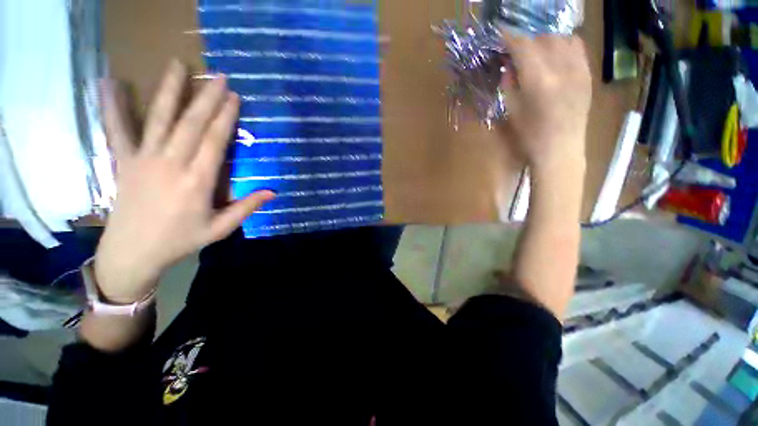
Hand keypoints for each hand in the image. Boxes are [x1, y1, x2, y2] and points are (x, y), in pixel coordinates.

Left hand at [95, 60, 274, 302]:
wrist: (132, 252)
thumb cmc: (180, 241)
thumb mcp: (220, 228)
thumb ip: (246, 207)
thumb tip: (273, 192)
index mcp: (197, 181)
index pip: (214, 141)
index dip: (225, 117)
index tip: (234, 97)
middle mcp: (171, 164)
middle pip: (191, 124)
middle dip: (207, 98)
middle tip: (219, 76)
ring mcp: (144, 159)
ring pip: (159, 119)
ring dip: (170, 90)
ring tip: (177, 65)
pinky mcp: (125, 161)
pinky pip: (117, 130)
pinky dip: (112, 106)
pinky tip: (108, 83)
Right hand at [500, 34, 591, 172]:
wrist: (561, 149)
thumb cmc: (530, 135)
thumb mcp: (511, 111)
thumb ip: (509, 84)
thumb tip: (509, 66)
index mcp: (538, 80)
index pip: (522, 46)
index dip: (509, 37)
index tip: (499, 33)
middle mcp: (561, 68)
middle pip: (542, 38)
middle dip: (526, 38)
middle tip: (515, 47)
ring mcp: (578, 69)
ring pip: (561, 38)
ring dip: (545, 39)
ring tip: (535, 50)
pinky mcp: (587, 74)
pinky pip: (577, 47)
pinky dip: (563, 44)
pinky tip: (555, 53)